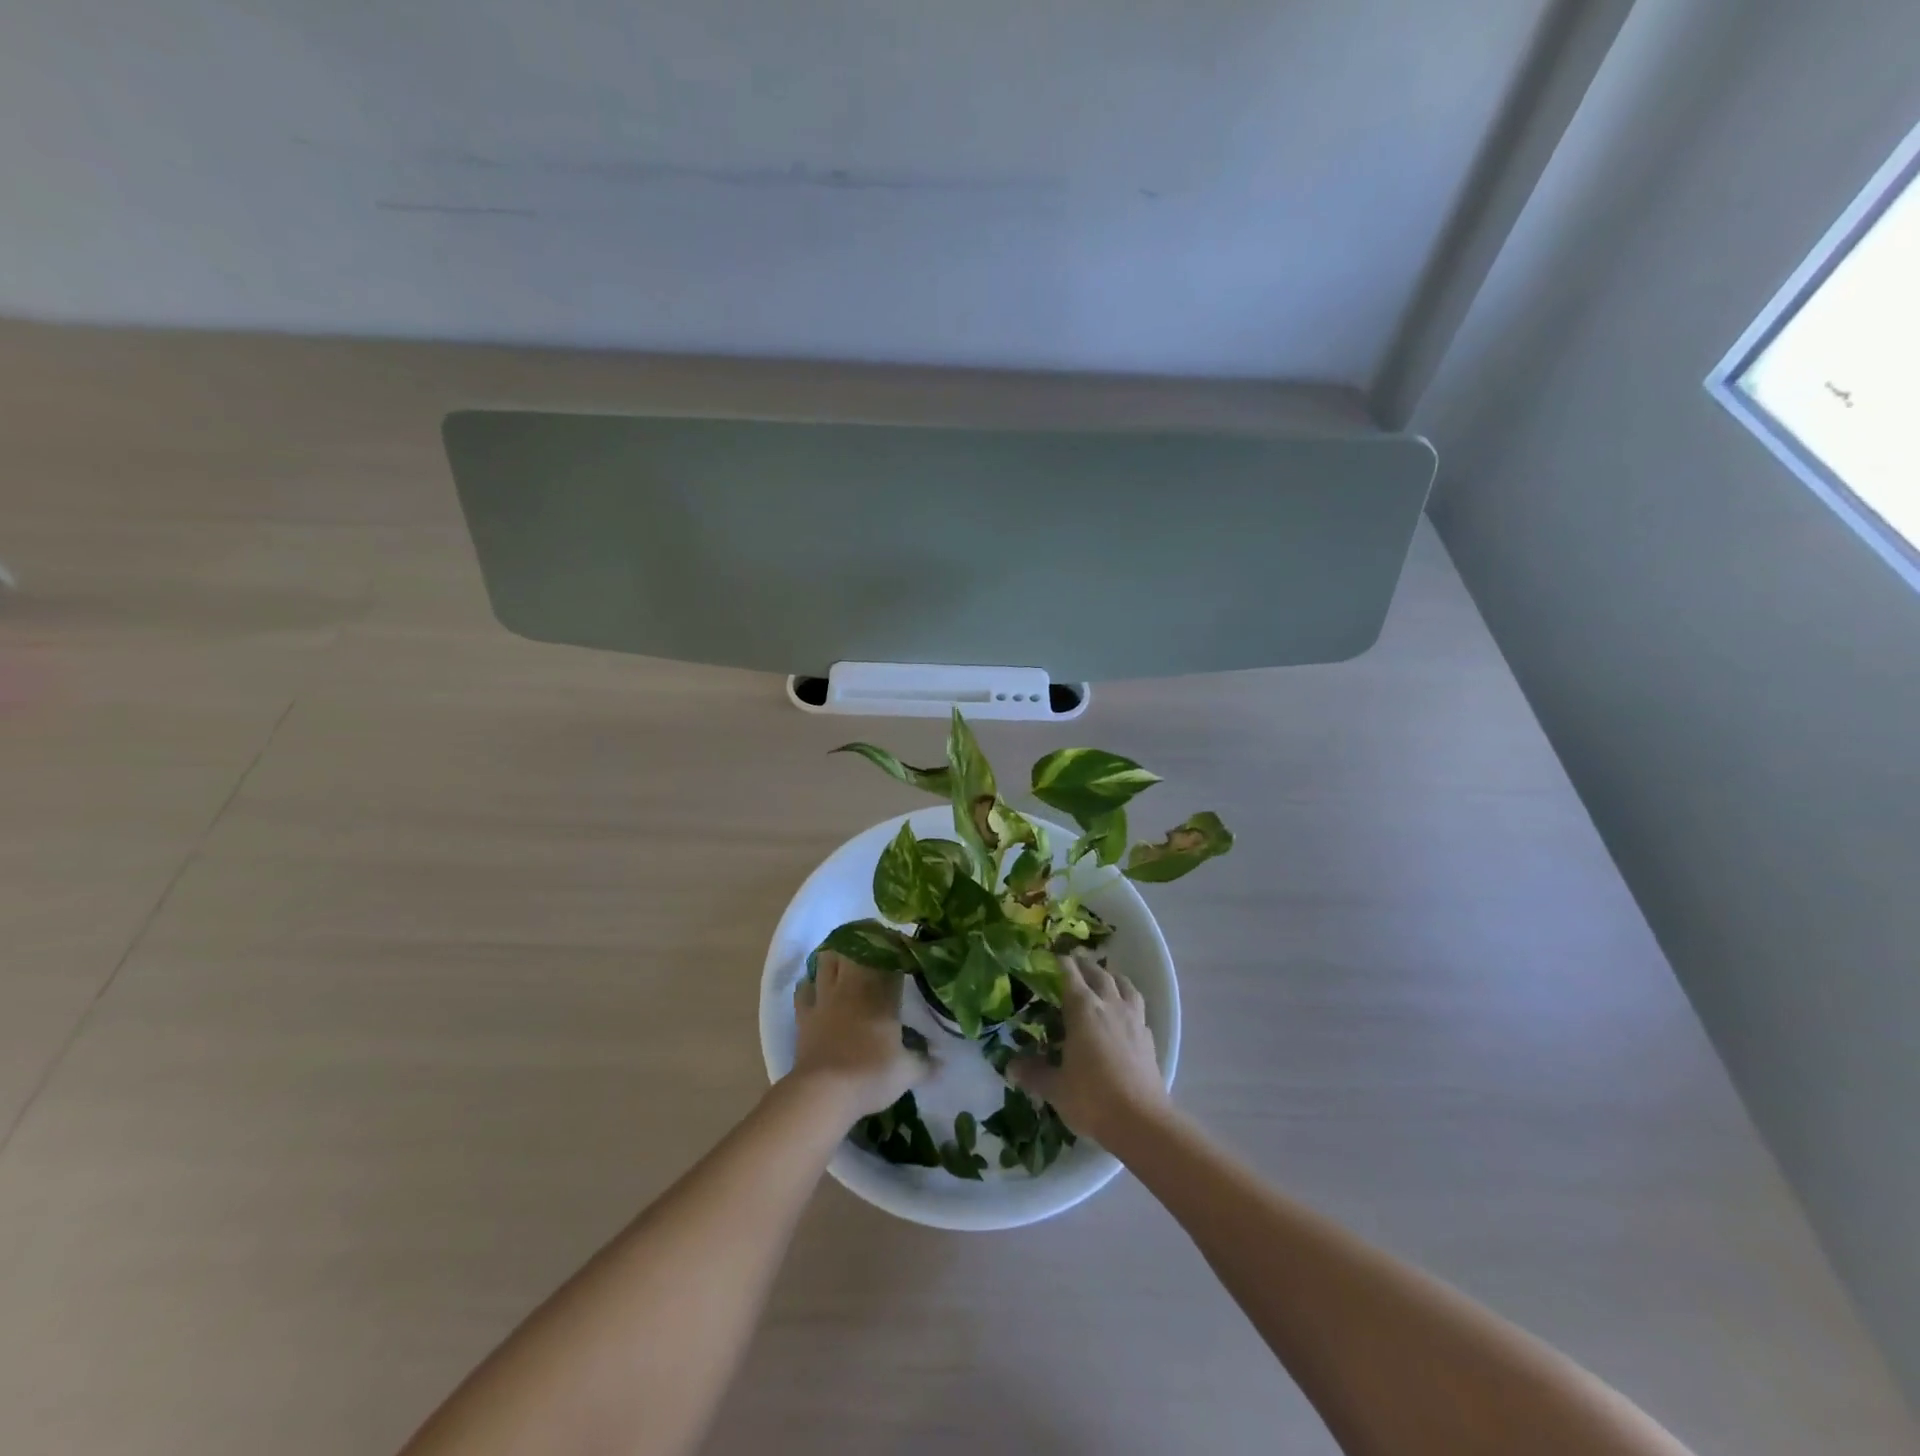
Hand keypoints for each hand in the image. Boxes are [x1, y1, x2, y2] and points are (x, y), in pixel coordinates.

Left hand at [789, 952, 931, 1117]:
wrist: (825, 1092)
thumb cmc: (871, 1075)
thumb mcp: (907, 1072)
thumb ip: (925, 1062)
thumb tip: (942, 1062)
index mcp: (882, 994)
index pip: (890, 957)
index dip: (897, 948)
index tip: (903, 948)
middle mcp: (852, 986)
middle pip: (855, 947)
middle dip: (866, 941)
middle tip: (876, 948)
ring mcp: (825, 997)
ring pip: (827, 959)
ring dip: (836, 955)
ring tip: (846, 960)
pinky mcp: (804, 1014)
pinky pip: (803, 988)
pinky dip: (810, 984)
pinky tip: (817, 989)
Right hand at [1011, 952, 1168, 1144]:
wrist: (1141, 1122)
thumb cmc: (1092, 1098)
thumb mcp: (1055, 1088)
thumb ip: (1033, 1073)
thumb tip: (1010, 1066)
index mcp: (1084, 1010)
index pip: (1070, 976)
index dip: (1061, 963)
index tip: (1054, 956)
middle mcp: (1110, 1006)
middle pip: (1099, 974)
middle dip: (1086, 966)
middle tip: (1075, 963)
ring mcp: (1133, 1020)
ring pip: (1125, 985)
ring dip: (1113, 977)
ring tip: (1106, 979)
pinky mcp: (1149, 1038)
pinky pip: (1138, 1009)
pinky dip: (1129, 1003)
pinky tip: (1125, 1014)